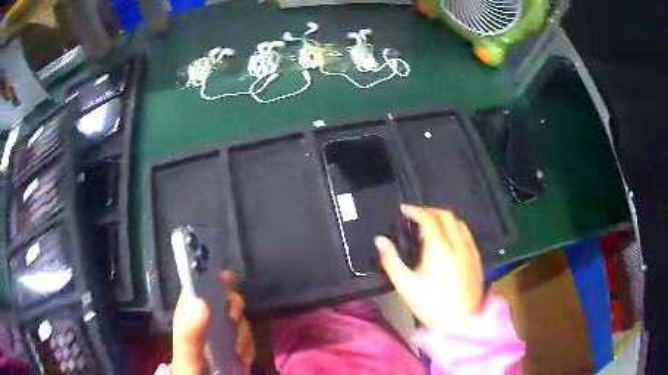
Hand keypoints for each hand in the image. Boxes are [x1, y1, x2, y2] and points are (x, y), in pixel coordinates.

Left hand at [171, 272, 254, 374]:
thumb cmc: (190, 368)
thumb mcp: (187, 352)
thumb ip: (190, 331)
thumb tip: (202, 302)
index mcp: (190, 314)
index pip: (199, 287)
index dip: (213, 278)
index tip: (228, 278)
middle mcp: (206, 319)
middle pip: (225, 299)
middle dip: (234, 306)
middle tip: (233, 318)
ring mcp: (222, 333)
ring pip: (240, 319)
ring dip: (243, 334)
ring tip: (238, 352)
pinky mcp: (235, 345)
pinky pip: (248, 338)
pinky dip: (249, 347)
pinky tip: (243, 358)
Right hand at [375, 205, 483, 330]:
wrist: (461, 322)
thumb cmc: (431, 305)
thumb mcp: (405, 285)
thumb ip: (391, 260)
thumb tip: (380, 240)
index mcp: (439, 248)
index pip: (429, 218)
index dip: (416, 210)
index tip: (405, 209)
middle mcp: (457, 244)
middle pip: (446, 215)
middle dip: (430, 210)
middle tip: (417, 215)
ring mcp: (470, 250)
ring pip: (460, 222)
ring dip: (445, 217)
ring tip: (433, 223)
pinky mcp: (477, 259)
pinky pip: (467, 234)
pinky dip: (456, 228)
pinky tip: (450, 238)